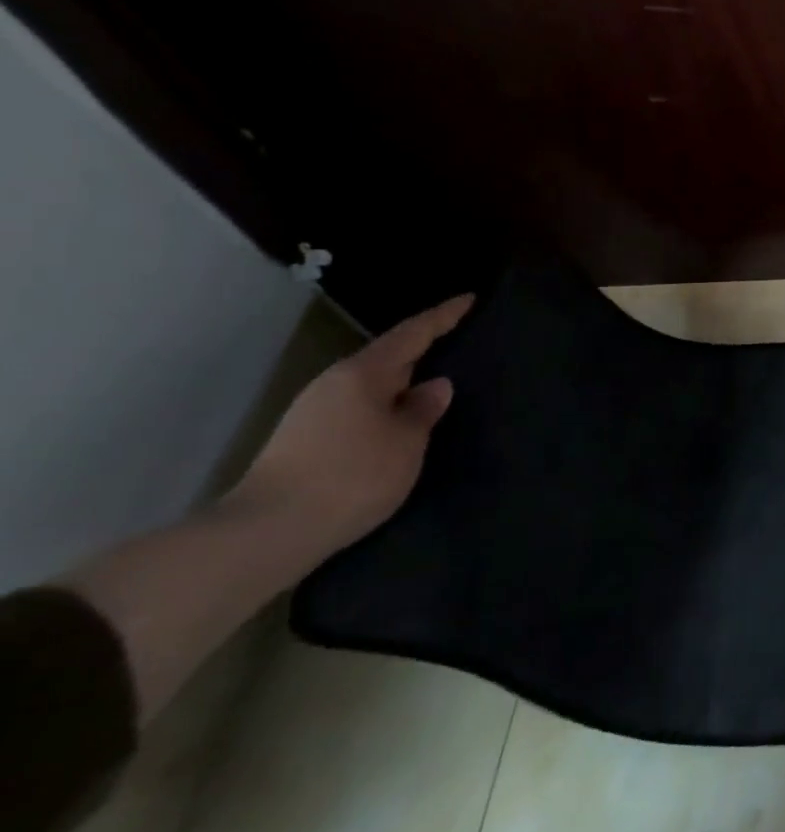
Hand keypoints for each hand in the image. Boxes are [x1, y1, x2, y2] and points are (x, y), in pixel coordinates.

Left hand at [225, 294, 474, 554]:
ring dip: (404, 383)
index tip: (469, 299)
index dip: (443, 316)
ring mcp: (316, 412)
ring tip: (437, 387)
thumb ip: (424, 409)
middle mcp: (335, 384)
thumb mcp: (407, 442)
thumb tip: (435, 385)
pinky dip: (387, 407)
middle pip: (388, 357)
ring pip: (373, 386)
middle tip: (460, 344)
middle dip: (423, 350)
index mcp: (363, 374)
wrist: (268, 531)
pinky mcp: (307, 441)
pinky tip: (402, 423)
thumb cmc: (352, 476)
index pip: (412, 334)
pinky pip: (361, 409)